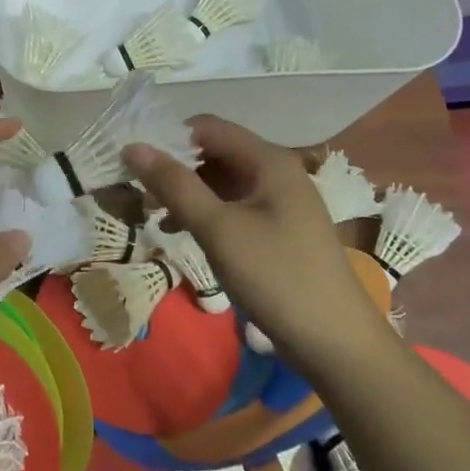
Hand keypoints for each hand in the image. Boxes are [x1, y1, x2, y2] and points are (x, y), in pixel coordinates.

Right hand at [125, 117, 386, 370]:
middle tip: (140, 194)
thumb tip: (133, 147)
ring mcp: (279, 202)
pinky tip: (181, 232)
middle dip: (175, 168)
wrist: (336, 344)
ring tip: (152, 214)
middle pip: (214, 152)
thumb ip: (175, 185)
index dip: (169, 138)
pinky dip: (205, 212)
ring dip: (186, 192)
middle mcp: (276, 172)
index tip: (135, 164)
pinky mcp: (278, 229)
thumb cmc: (277, 277)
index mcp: (268, 161)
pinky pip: (233, 206)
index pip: (207, 127)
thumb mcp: (219, 229)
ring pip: (221, 181)